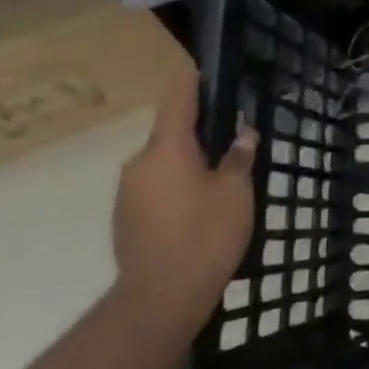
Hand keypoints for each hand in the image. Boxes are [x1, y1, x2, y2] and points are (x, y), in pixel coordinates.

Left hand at [111, 70, 258, 343]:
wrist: (160, 298)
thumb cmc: (205, 235)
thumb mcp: (236, 191)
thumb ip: (238, 157)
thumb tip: (242, 133)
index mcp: (167, 149)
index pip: (178, 101)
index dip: (193, 84)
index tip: (204, 71)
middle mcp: (140, 164)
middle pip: (172, 136)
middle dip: (200, 135)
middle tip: (233, 141)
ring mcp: (128, 194)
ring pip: (164, 165)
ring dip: (189, 164)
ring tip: (221, 180)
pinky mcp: (126, 220)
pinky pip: (156, 190)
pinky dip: (177, 189)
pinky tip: (200, 209)